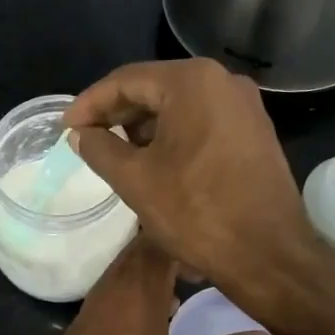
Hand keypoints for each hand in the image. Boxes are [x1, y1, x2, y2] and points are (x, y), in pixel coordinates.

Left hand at [16, 233, 275, 334]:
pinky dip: (137, 290)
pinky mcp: (81, 325)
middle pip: (141, 248)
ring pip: (125, 269)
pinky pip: (113, 290)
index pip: (160, 239)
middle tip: (209, 267)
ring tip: (188, 288)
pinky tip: (157, 319)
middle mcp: (110, 288)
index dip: (190, 238)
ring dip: (155, 270)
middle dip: (175, 250)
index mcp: (136, 292)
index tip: (217, 253)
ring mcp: (91, 306)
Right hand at [63, 60, 318, 290]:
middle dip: (117, 113)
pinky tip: (152, 160)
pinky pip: (202, 122)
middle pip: (155, 88)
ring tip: (114, 153)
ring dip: (143, 126)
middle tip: (86, 139)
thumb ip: (99, 149)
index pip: (126, 80)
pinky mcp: (254, 132)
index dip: (90, 103)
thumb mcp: (135, 180)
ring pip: (179, 106)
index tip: (66, 127)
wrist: (268, 254)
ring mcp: (244, 106)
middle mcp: (223, 81)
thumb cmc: (196, 212)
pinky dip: (172, 135)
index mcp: (192, 82)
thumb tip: (79, 134)